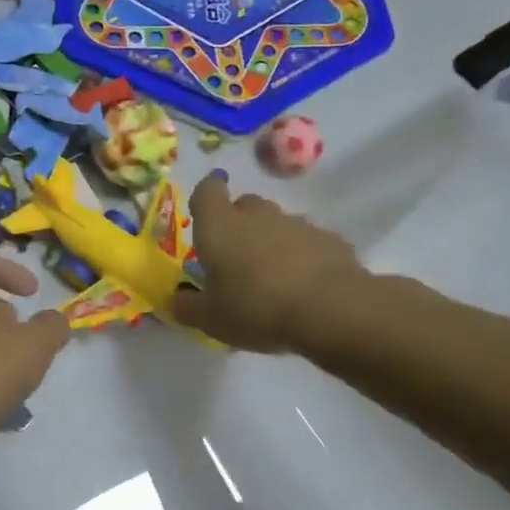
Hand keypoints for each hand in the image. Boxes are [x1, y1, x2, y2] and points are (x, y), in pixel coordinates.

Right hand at [172, 172, 372, 353]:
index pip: (207, 190)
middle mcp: (257, 215)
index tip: (204, 213)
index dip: (205, 197)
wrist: (331, 310)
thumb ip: (188, 307)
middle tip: (235, 257)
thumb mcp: (211, 319)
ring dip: (271, 241)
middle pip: (244, 205)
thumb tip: (177, 299)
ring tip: (272, 277)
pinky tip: (304, 286)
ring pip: (277, 223)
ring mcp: (297, 224)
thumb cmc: (256, 308)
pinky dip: (302, 256)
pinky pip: (308, 242)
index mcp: (220, 226)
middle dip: (238, 223)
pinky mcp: (330, 239)